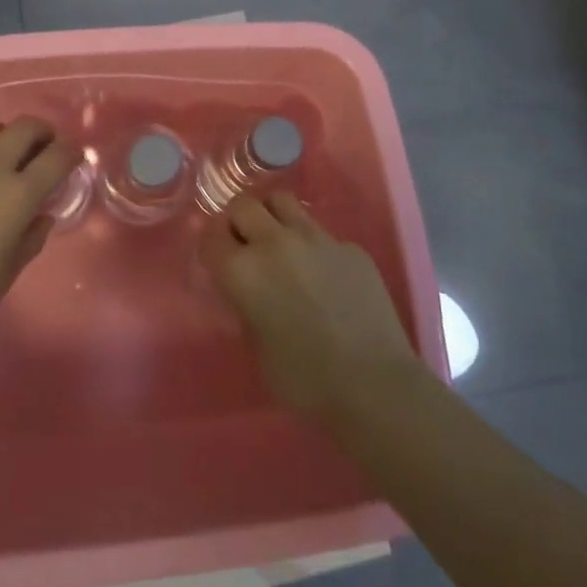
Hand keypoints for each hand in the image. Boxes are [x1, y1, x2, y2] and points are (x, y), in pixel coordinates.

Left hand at [0, 117, 80, 348]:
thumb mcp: (8, 272)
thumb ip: (31, 238)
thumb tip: (41, 216)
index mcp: (17, 195)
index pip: (57, 155)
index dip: (71, 153)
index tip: (74, 161)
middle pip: (24, 127)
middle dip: (42, 133)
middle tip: (46, 151)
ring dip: (8, 137)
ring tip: (10, 159)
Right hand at [199, 192, 423, 422]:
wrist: (375, 385)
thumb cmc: (305, 380)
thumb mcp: (257, 347)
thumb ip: (247, 306)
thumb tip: (251, 291)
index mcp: (243, 271)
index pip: (211, 236)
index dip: (214, 247)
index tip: (220, 260)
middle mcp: (275, 242)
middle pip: (243, 205)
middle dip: (239, 222)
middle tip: (247, 247)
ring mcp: (316, 238)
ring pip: (282, 201)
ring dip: (273, 218)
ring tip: (281, 245)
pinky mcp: (350, 246)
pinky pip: (322, 233)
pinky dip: (314, 247)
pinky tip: (327, 278)